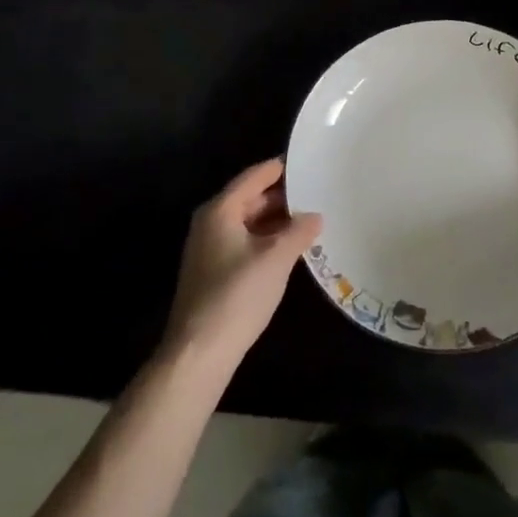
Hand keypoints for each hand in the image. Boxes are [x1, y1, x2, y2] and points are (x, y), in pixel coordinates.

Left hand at [164, 158, 322, 373]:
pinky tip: (291, 248)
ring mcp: (210, 248)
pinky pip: (245, 242)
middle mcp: (211, 222)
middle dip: (284, 196)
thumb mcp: (276, 258)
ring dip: (277, 221)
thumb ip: (299, 231)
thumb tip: (316, 216)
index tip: (310, 162)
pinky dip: (267, 240)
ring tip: (311, 219)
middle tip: (318, 192)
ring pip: (249, 222)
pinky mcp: (214, 272)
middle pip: (251, 197)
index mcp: (221, 210)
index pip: (256, 175)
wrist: (199, 353)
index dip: (283, 168)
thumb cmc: (237, 295)